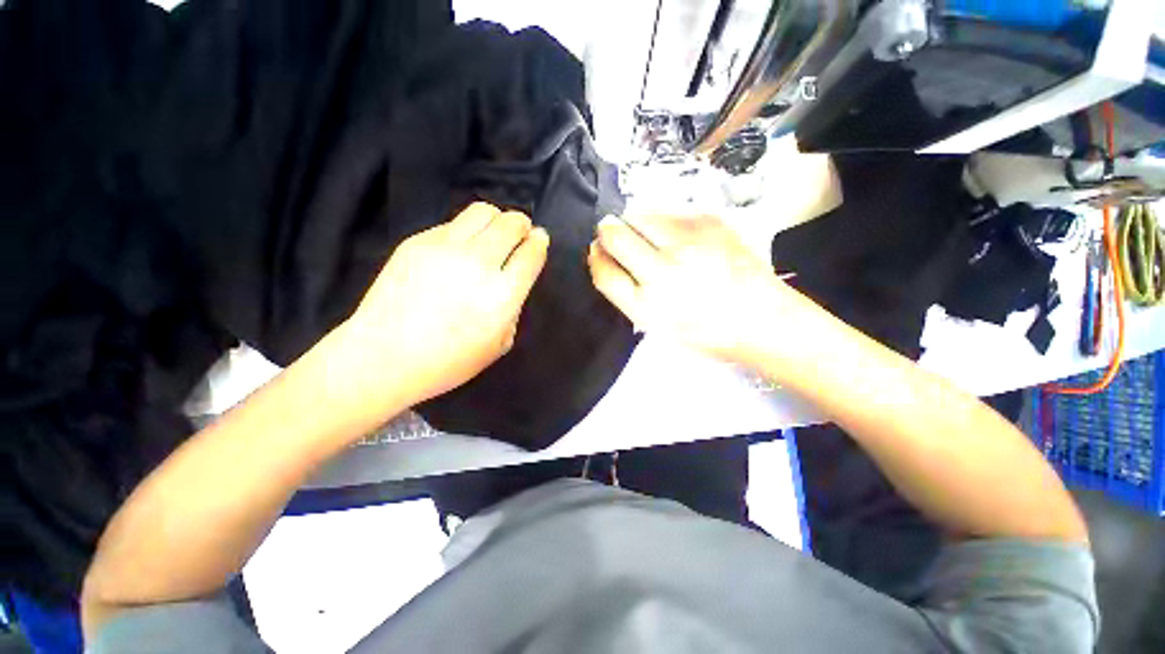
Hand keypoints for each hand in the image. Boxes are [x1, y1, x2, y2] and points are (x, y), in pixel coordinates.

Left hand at [337, 202, 547, 408]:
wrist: (384, 357)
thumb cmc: (448, 361)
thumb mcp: (499, 344)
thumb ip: (513, 307)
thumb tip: (513, 279)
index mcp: (502, 295)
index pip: (531, 252)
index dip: (539, 242)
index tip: (539, 240)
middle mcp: (478, 264)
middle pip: (511, 223)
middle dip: (522, 224)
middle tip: (520, 233)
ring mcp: (445, 248)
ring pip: (483, 211)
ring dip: (497, 219)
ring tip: (493, 234)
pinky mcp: (417, 241)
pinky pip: (453, 223)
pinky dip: (467, 231)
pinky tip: (460, 250)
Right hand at [589, 214, 796, 363]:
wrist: (762, 318)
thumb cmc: (704, 330)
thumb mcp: (655, 324)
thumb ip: (624, 291)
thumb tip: (603, 255)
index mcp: (647, 304)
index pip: (603, 268)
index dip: (596, 257)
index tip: (598, 252)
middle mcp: (663, 268)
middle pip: (614, 233)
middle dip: (608, 232)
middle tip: (618, 239)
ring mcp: (687, 240)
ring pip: (638, 215)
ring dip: (635, 224)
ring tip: (652, 241)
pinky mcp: (709, 220)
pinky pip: (669, 212)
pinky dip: (663, 222)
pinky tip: (679, 239)